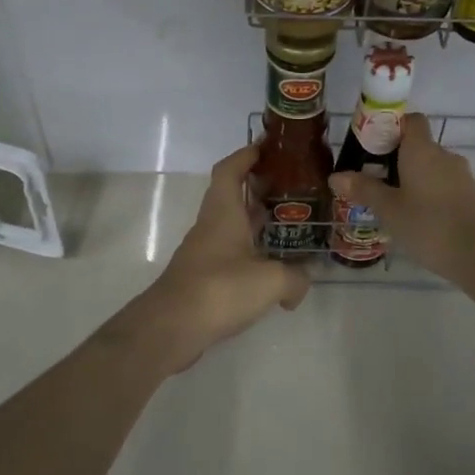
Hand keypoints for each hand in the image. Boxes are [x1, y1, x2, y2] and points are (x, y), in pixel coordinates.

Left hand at [111, 144, 309, 374]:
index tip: (267, 147)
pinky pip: (231, 254)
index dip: (246, 154)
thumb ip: (295, 278)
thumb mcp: (271, 281)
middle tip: (290, 187)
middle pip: (232, 195)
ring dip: (255, 222)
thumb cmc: (220, 289)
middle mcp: (211, 226)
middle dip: (258, 187)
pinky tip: (272, 269)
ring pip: (232, 226)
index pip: (229, 170)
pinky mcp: (203, 277)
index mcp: (223, 212)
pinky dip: (251, 253)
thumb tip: (303, 282)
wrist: (171, 327)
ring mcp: (205, 252)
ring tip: (288, 225)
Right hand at [328, 113, 474, 284]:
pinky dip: (431, 195)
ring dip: (415, 180)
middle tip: (376, 183)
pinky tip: (419, 220)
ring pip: (433, 169)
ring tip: (395, 205)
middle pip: (419, 146)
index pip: (411, 120)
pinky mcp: (472, 196)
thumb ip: (363, 189)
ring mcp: (462, 175)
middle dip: (398, 160)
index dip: (392, 127)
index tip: (373, 147)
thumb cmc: (428, 224)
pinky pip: (445, 186)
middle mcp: (444, 155)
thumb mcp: (388, 209)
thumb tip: (336, 176)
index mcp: (421, 150)